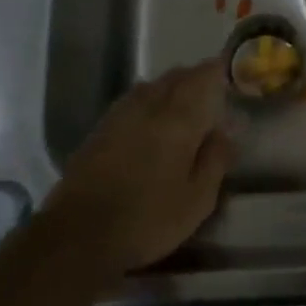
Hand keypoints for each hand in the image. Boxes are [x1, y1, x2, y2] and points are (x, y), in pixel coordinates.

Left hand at [43, 60, 233, 275]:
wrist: (78, 236)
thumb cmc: (147, 219)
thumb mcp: (197, 200)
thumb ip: (215, 160)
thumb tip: (225, 133)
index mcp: (178, 119)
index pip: (201, 79)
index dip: (216, 70)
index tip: (227, 70)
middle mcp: (148, 107)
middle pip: (174, 78)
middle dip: (194, 77)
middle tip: (209, 88)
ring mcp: (119, 116)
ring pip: (150, 87)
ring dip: (169, 87)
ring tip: (182, 101)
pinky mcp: (98, 131)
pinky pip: (131, 101)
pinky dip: (148, 101)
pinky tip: (149, 119)